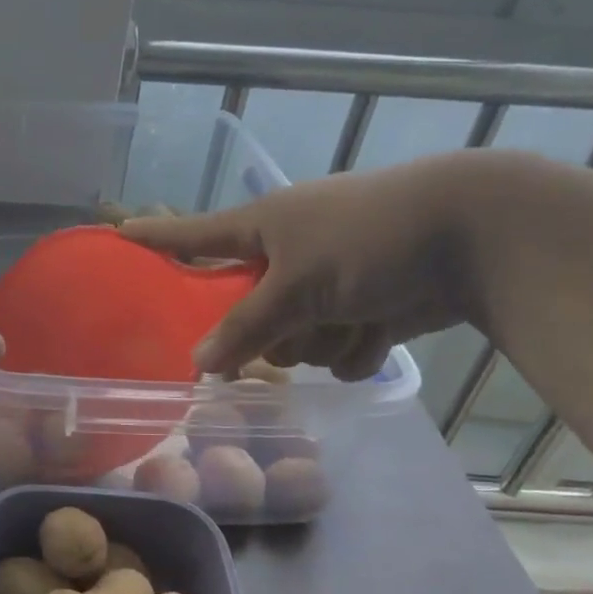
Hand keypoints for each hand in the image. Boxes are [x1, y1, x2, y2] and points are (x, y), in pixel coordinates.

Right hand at [121, 153, 481, 379]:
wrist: (476, 237)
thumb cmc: (370, 238)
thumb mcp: (297, 282)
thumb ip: (245, 326)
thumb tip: (198, 364)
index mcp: (262, 229)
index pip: (192, 235)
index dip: (155, 238)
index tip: (116, 234)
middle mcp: (286, 257)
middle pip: (245, 313)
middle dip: (273, 331)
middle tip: (293, 324)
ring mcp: (325, 286)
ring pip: (293, 342)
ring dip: (322, 341)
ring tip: (356, 316)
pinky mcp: (362, 311)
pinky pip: (334, 354)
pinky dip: (355, 350)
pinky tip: (380, 329)